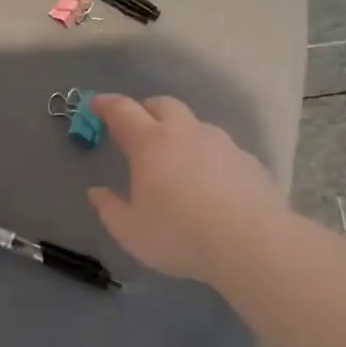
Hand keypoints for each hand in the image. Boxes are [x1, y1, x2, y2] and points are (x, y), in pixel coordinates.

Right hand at [86, 95, 282, 283]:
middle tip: (135, 128)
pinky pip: (220, 148)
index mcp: (150, 143)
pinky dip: (207, 155)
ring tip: (175, 159)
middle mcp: (185, 133)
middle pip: (162, 104)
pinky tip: (209, 181)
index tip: (95, 104)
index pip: (122, 110)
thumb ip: (109, 208)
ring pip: (195, 124)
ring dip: (179, 131)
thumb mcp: (130, 230)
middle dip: (145, 110)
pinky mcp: (248, 161)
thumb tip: (97, 192)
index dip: (106, 104)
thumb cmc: (179, 235)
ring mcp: (221, 144)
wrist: (251, 242)